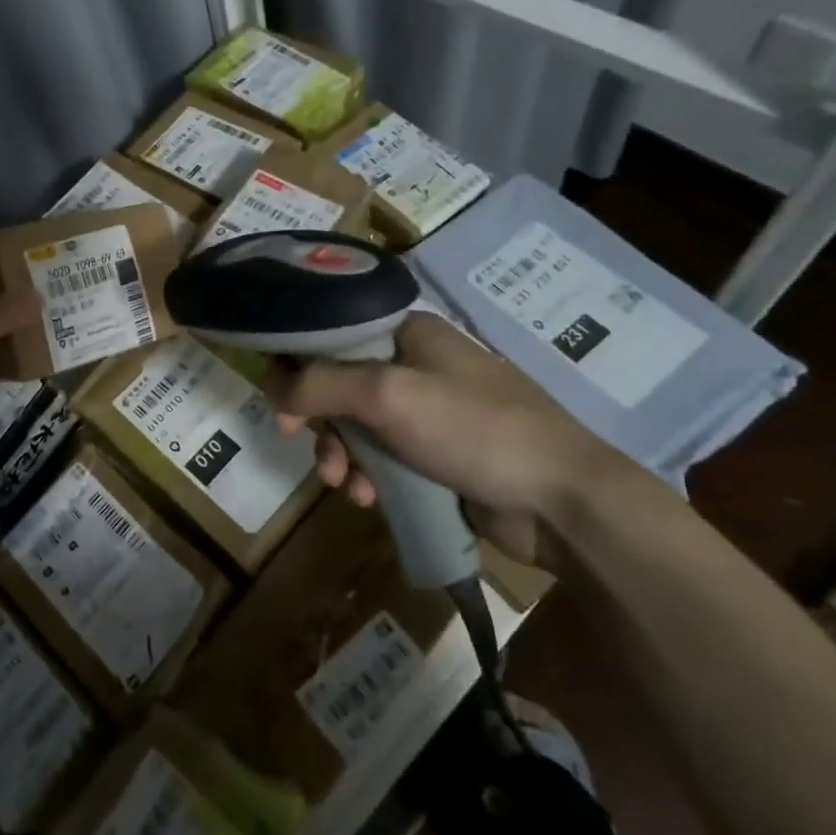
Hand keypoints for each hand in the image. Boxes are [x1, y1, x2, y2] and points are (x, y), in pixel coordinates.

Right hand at [269, 314, 630, 565]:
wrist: (562, 501)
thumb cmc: (473, 428)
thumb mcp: (387, 396)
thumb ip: (321, 385)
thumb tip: (273, 386)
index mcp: (408, 332)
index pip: (334, 332)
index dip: (299, 360)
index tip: (279, 395)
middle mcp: (416, 364)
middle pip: (341, 382)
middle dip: (319, 418)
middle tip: (297, 439)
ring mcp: (430, 411)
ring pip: (359, 425)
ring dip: (341, 454)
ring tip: (343, 485)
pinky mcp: (439, 454)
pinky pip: (384, 457)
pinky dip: (369, 476)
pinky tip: (370, 500)